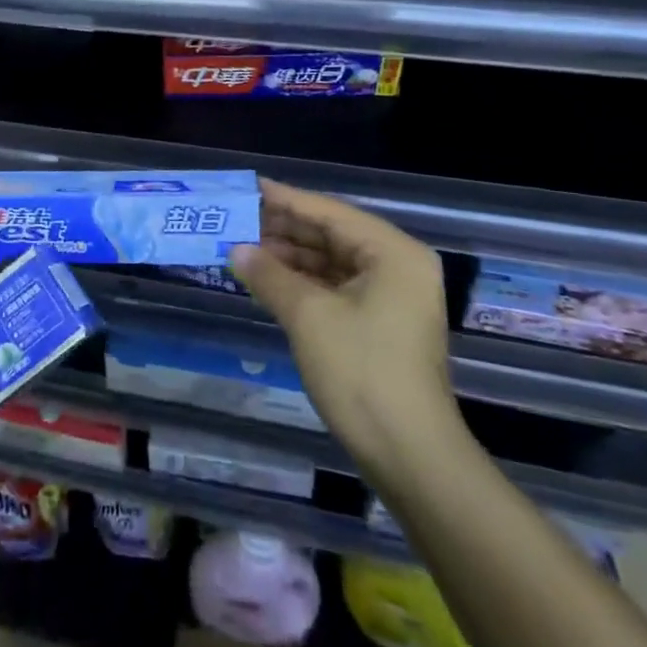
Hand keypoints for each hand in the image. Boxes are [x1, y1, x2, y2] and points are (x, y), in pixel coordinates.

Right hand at [229, 180, 460, 486]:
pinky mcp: (382, 325)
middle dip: (284, 230)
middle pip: (332, 235)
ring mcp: (393, 298)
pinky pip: (336, 288)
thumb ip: (269, 275)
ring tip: (244, 250)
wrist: (411, 457)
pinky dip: (303, 283)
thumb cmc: (362, 372)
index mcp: (393, 252)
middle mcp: (398, 267)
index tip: (247, 188)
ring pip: (332, 263)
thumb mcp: (308, 316)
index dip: (285, 200)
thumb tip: (235, 250)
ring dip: (290, 258)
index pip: (329, 212)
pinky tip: (269, 281)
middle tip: (237, 220)